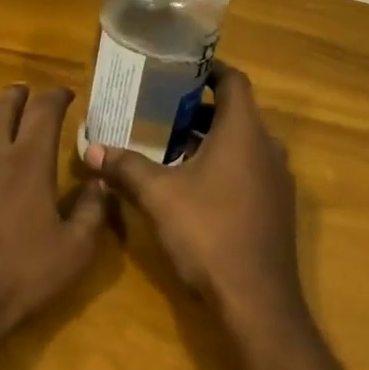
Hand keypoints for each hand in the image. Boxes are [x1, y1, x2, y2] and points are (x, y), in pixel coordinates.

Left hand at [0, 84, 107, 353]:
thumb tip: (101, 180)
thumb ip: (92, 212)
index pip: (45, 114)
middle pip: (3, 110)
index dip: (56, 97)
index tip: (64, 92)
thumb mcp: (73, 254)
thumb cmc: (16, 280)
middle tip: (22, 90)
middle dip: (16, 96)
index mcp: (29, 164)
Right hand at [82, 63, 303, 331]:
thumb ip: (125, 167)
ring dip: (211, 139)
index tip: (178, 70)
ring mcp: (277, 180)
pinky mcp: (277, 207)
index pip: (234, 81)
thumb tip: (91, 149)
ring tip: (170, 145)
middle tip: (161, 109)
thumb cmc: (208, 233)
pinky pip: (250, 169)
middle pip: (237, 112)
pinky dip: (225, 164)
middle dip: (200, 108)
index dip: (208, 70)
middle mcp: (268, 148)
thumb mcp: (158, 196)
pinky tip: (194, 185)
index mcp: (244, 132)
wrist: (257, 299)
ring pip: (244, 143)